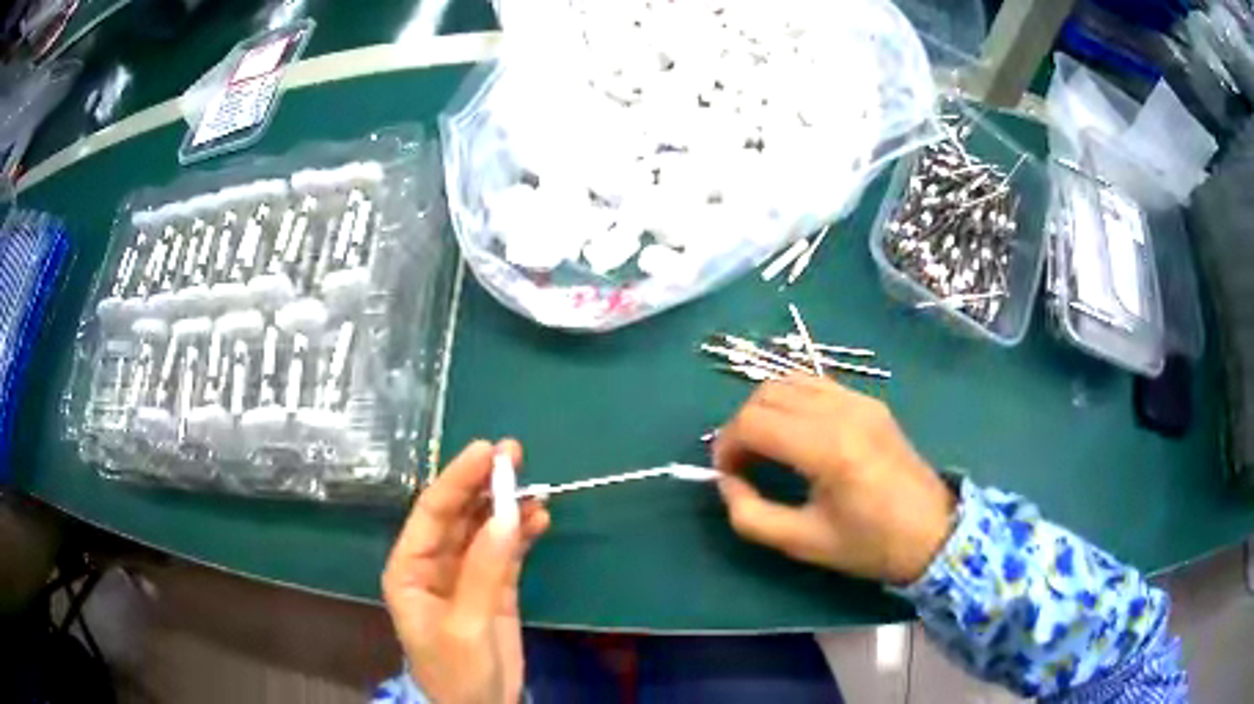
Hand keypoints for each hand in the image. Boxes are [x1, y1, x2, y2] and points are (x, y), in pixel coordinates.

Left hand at [383, 439, 550, 703]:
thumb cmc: (456, 671)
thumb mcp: (466, 624)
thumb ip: (484, 569)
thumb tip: (508, 515)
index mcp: (410, 569)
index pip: (431, 512)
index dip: (457, 479)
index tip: (486, 451)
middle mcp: (433, 564)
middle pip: (458, 514)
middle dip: (484, 484)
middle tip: (514, 453)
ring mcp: (465, 574)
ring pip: (484, 529)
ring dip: (507, 506)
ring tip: (535, 484)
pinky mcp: (493, 587)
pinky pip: (506, 551)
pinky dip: (522, 533)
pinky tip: (540, 517)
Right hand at [713, 375, 954, 584]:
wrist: (933, 532)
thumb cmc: (870, 545)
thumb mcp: (802, 542)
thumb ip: (751, 515)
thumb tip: (727, 482)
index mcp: (829, 449)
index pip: (754, 423)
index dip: (726, 446)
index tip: (726, 475)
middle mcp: (843, 411)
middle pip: (767, 394)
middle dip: (741, 425)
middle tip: (741, 463)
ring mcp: (860, 400)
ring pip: (789, 380)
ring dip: (765, 408)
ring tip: (765, 446)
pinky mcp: (870, 401)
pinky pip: (816, 384)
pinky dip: (792, 401)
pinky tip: (796, 433)